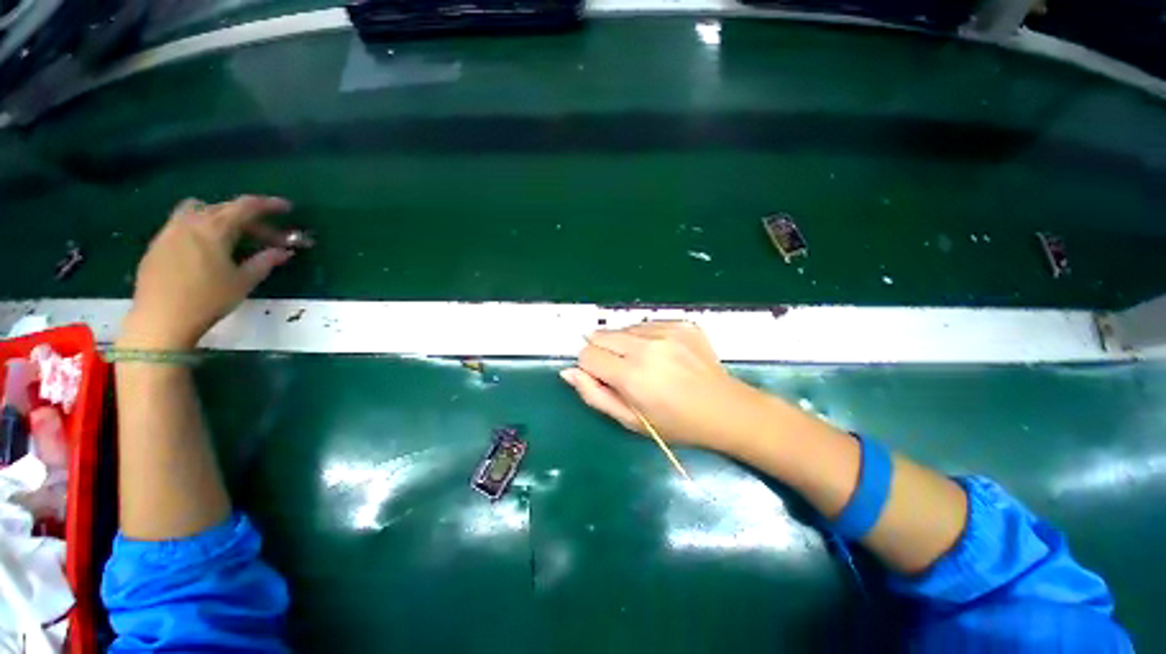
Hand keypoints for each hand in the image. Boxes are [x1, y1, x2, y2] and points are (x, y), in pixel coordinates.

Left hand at [120, 196, 294, 348]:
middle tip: (268, 235)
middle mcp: (190, 222)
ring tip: (232, 234)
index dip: (269, 205)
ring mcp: (169, 231)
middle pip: (224, 208)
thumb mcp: (243, 282)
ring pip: (198, 210)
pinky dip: (200, 227)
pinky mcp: (157, 244)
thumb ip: (265, 262)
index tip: (286, 208)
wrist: (160, 319)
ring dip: (220, 216)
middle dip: (249, 218)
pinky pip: (182, 223)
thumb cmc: (208, 299)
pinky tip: (206, 248)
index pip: (246, 207)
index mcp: (214, 228)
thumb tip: (284, 252)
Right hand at [560, 321, 762, 451]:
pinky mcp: (681, 323)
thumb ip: (594, 395)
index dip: (589, 367)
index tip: (604, 378)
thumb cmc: (675, 423)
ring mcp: (666, 331)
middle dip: (602, 352)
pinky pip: (646, 324)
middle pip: (601, 335)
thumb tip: (569, 372)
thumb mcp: (630, 421)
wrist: (726, 409)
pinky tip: (662, 354)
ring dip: (624, 344)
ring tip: (645, 363)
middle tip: (623, 371)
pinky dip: (645, 338)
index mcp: (631, 375)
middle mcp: (646, 347)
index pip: (587, 354)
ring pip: (622, 328)